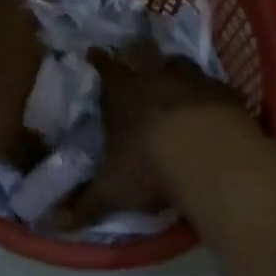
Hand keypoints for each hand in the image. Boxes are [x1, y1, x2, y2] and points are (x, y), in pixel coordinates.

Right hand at [57, 40, 253, 227]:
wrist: (211, 158)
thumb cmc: (151, 168)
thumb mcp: (113, 191)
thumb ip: (84, 205)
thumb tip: (52, 223)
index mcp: (121, 92)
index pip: (104, 67)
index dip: (98, 60)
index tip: (93, 53)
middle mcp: (153, 76)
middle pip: (141, 52)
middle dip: (136, 54)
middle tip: (135, 60)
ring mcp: (191, 79)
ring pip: (178, 62)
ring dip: (174, 69)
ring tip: (174, 81)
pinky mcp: (224, 91)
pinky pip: (213, 84)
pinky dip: (209, 92)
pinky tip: (212, 106)